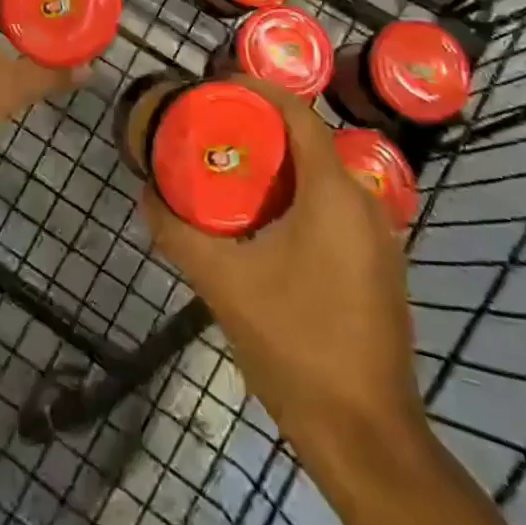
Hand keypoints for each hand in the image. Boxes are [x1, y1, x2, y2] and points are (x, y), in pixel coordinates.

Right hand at [142, 78, 426, 443]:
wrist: (366, 437)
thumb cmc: (295, 345)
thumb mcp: (223, 283)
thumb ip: (178, 232)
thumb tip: (146, 192)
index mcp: (333, 193)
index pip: (298, 114)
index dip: (257, 90)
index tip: (216, 87)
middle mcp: (364, 201)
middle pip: (309, 141)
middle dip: (261, 128)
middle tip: (213, 130)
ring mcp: (379, 236)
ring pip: (323, 176)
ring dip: (280, 165)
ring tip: (231, 170)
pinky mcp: (380, 265)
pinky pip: (336, 207)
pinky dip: (300, 196)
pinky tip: (266, 222)